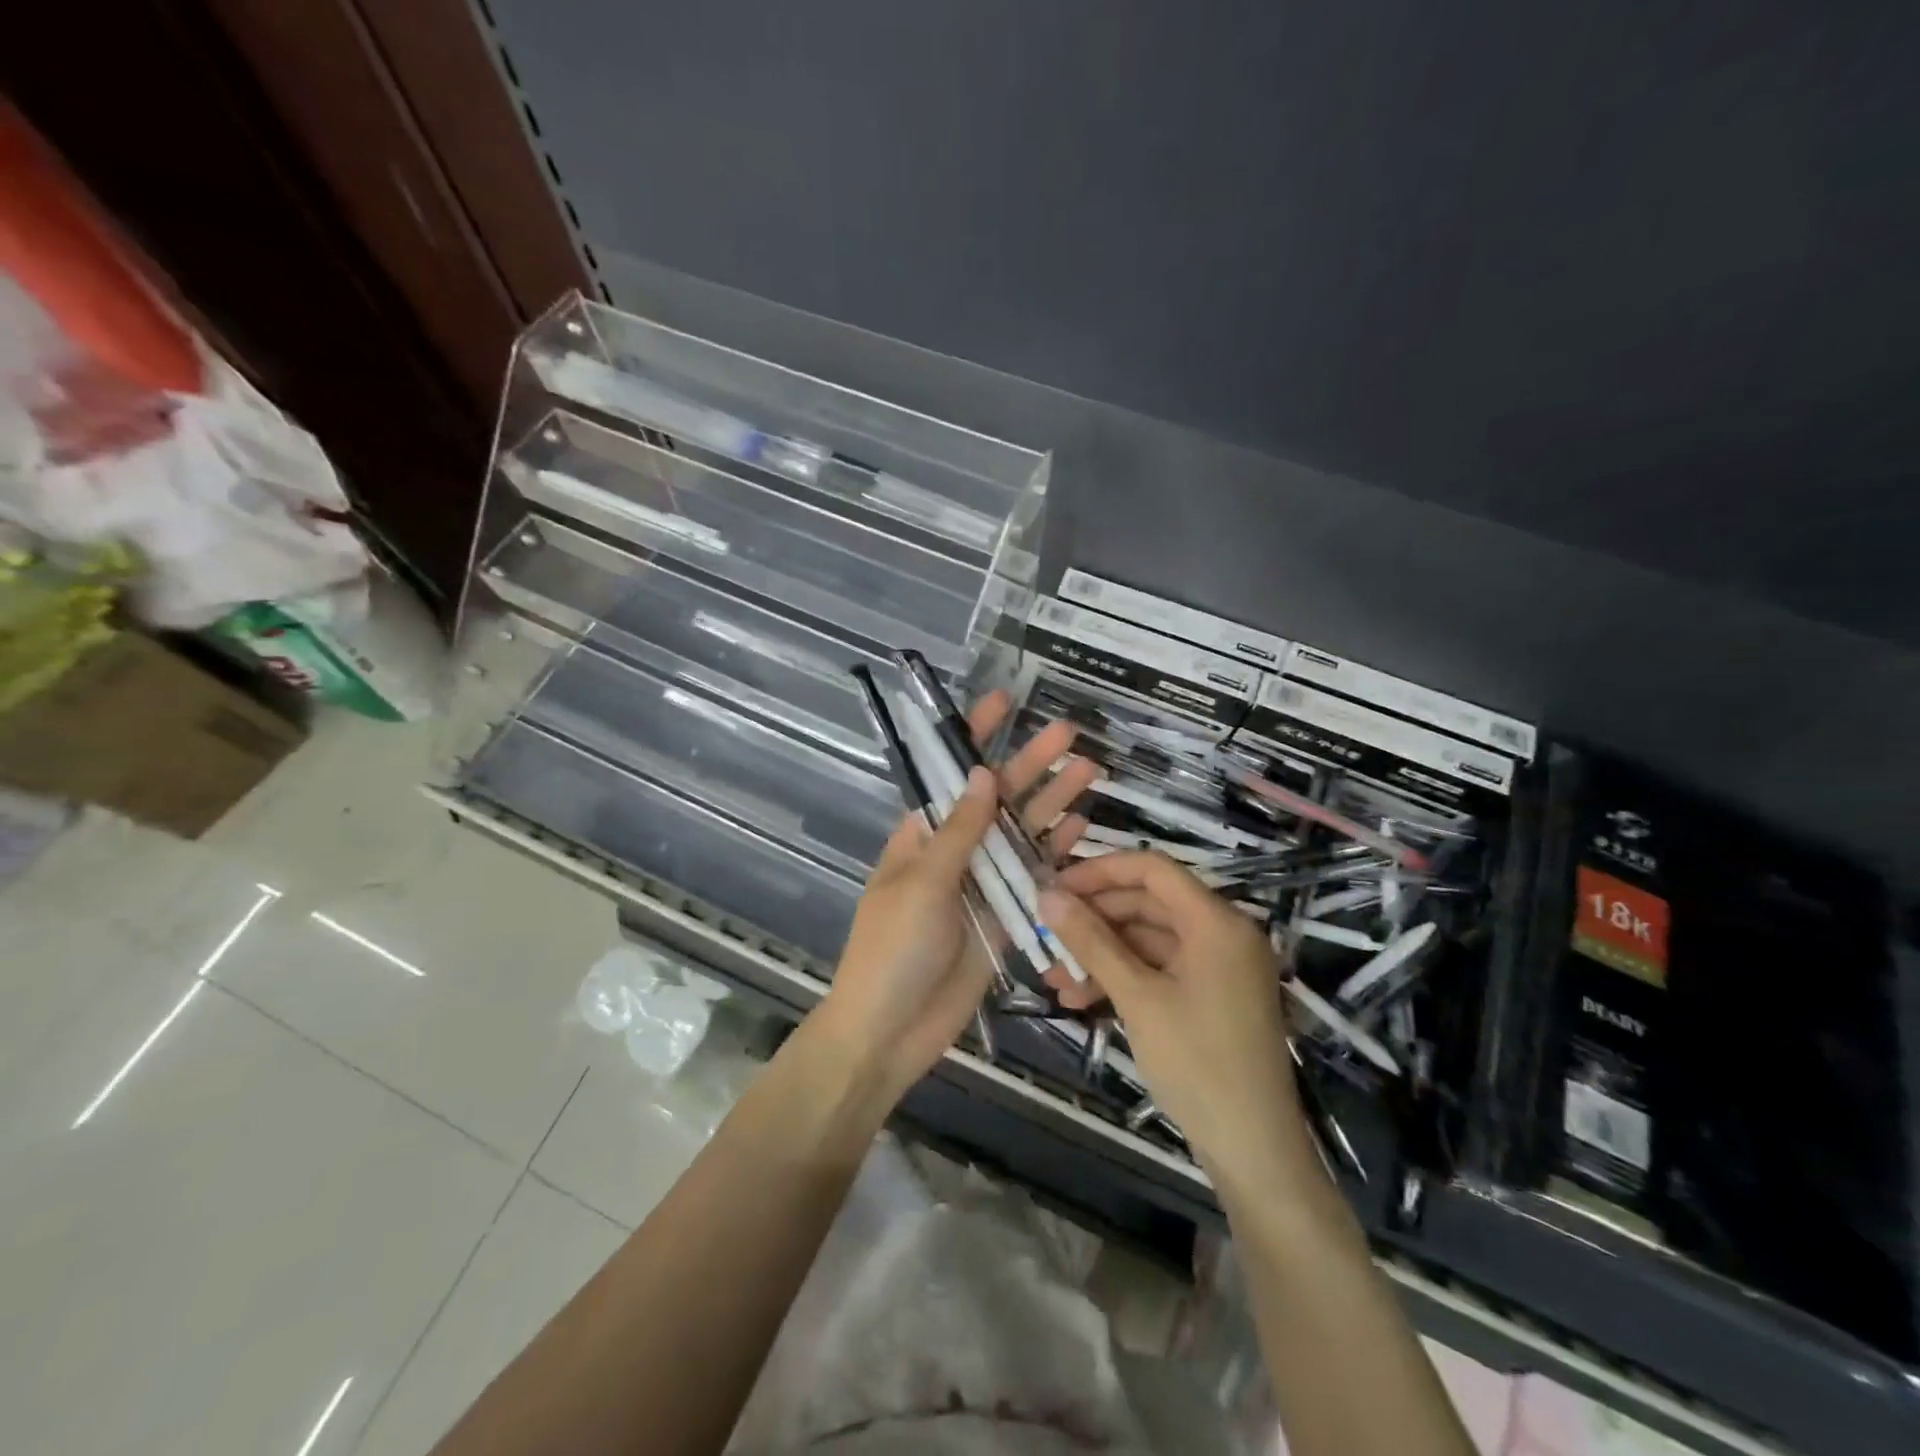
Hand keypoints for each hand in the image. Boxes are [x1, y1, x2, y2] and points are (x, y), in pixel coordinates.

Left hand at [817, 690, 1098, 1099]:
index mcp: (922, 835)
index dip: (973, 736)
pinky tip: (1082, 826)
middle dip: (1029, 764)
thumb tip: (982, 774)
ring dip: (1051, 801)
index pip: (951, 773)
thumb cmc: (892, 949)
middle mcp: (955, 851)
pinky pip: (1033, 877)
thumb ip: (959, 833)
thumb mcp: (923, 884)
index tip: (1004, 701)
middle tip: (1068, 733)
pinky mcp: (1005, 916)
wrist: (890, 1031)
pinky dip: (1055, 853)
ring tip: (1088, 770)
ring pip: (1021, 833)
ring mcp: (982, 883)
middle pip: (997, 798)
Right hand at [1038, 851, 1299, 1175]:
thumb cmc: (1197, 1063)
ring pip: (1148, 940)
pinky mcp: (1211, 996)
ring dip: (1101, 954)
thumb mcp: (1137, 998)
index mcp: (1216, 922)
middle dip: (1094, 920)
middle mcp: (1222, 933)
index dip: (1100, 871)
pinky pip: (1159, 969)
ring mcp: (1218, 967)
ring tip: (1054, 977)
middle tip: (1046, 935)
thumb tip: (1047, 896)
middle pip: (1148, 904)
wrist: (1253, 1150)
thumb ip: (1092, 942)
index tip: (1055, 887)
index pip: (1152, 870)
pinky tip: (1080, 998)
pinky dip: (1122, 978)